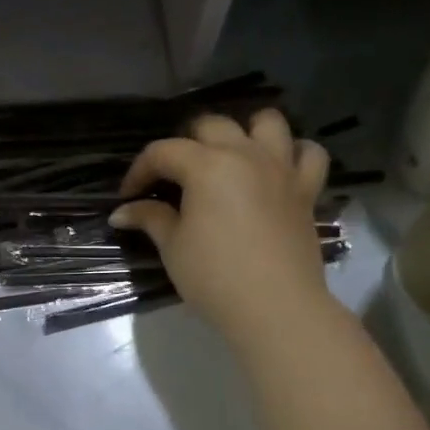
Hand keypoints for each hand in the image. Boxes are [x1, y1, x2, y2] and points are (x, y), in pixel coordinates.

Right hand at [110, 110, 332, 343]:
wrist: (275, 307)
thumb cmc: (215, 277)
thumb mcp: (173, 247)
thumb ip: (150, 218)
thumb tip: (122, 211)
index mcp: (207, 166)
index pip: (163, 152)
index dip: (140, 170)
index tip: (128, 196)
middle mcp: (246, 154)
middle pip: (212, 126)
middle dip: (185, 144)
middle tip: (173, 177)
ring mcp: (281, 168)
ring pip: (267, 122)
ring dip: (245, 132)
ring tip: (229, 157)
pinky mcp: (306, 189)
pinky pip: (308, 154)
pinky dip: (293, 153)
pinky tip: (276, 169)